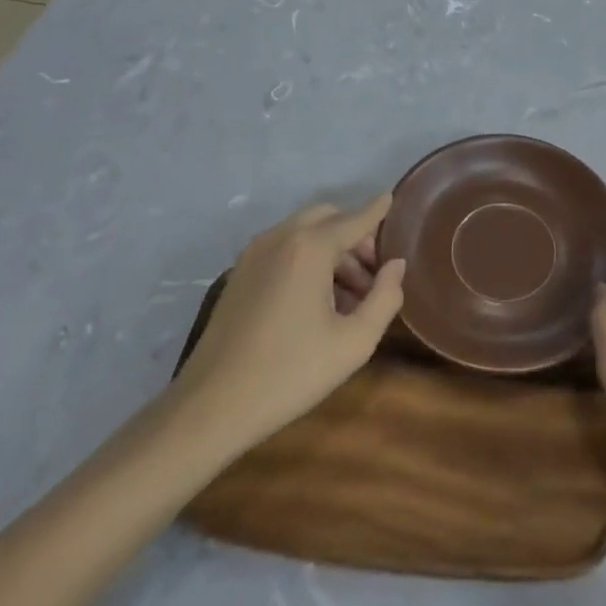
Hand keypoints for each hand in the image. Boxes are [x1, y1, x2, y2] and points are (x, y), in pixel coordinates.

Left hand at [171, 195, 405, 462]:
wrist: (210, 407)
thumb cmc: (290, 372)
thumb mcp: (354, 342)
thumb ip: (385, 298)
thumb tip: (395, 266)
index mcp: (310, 247)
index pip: (355, 218)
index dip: (377, 210)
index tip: (392, 198)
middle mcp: (280, 238)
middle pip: (327, 218)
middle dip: (355, 235)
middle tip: (374, 273)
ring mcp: (254, 255)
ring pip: (303, 233)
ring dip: (332, 250)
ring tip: (350, 296)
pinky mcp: (239, 274)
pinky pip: (283, 249)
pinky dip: (307, 258)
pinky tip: (316, 301)